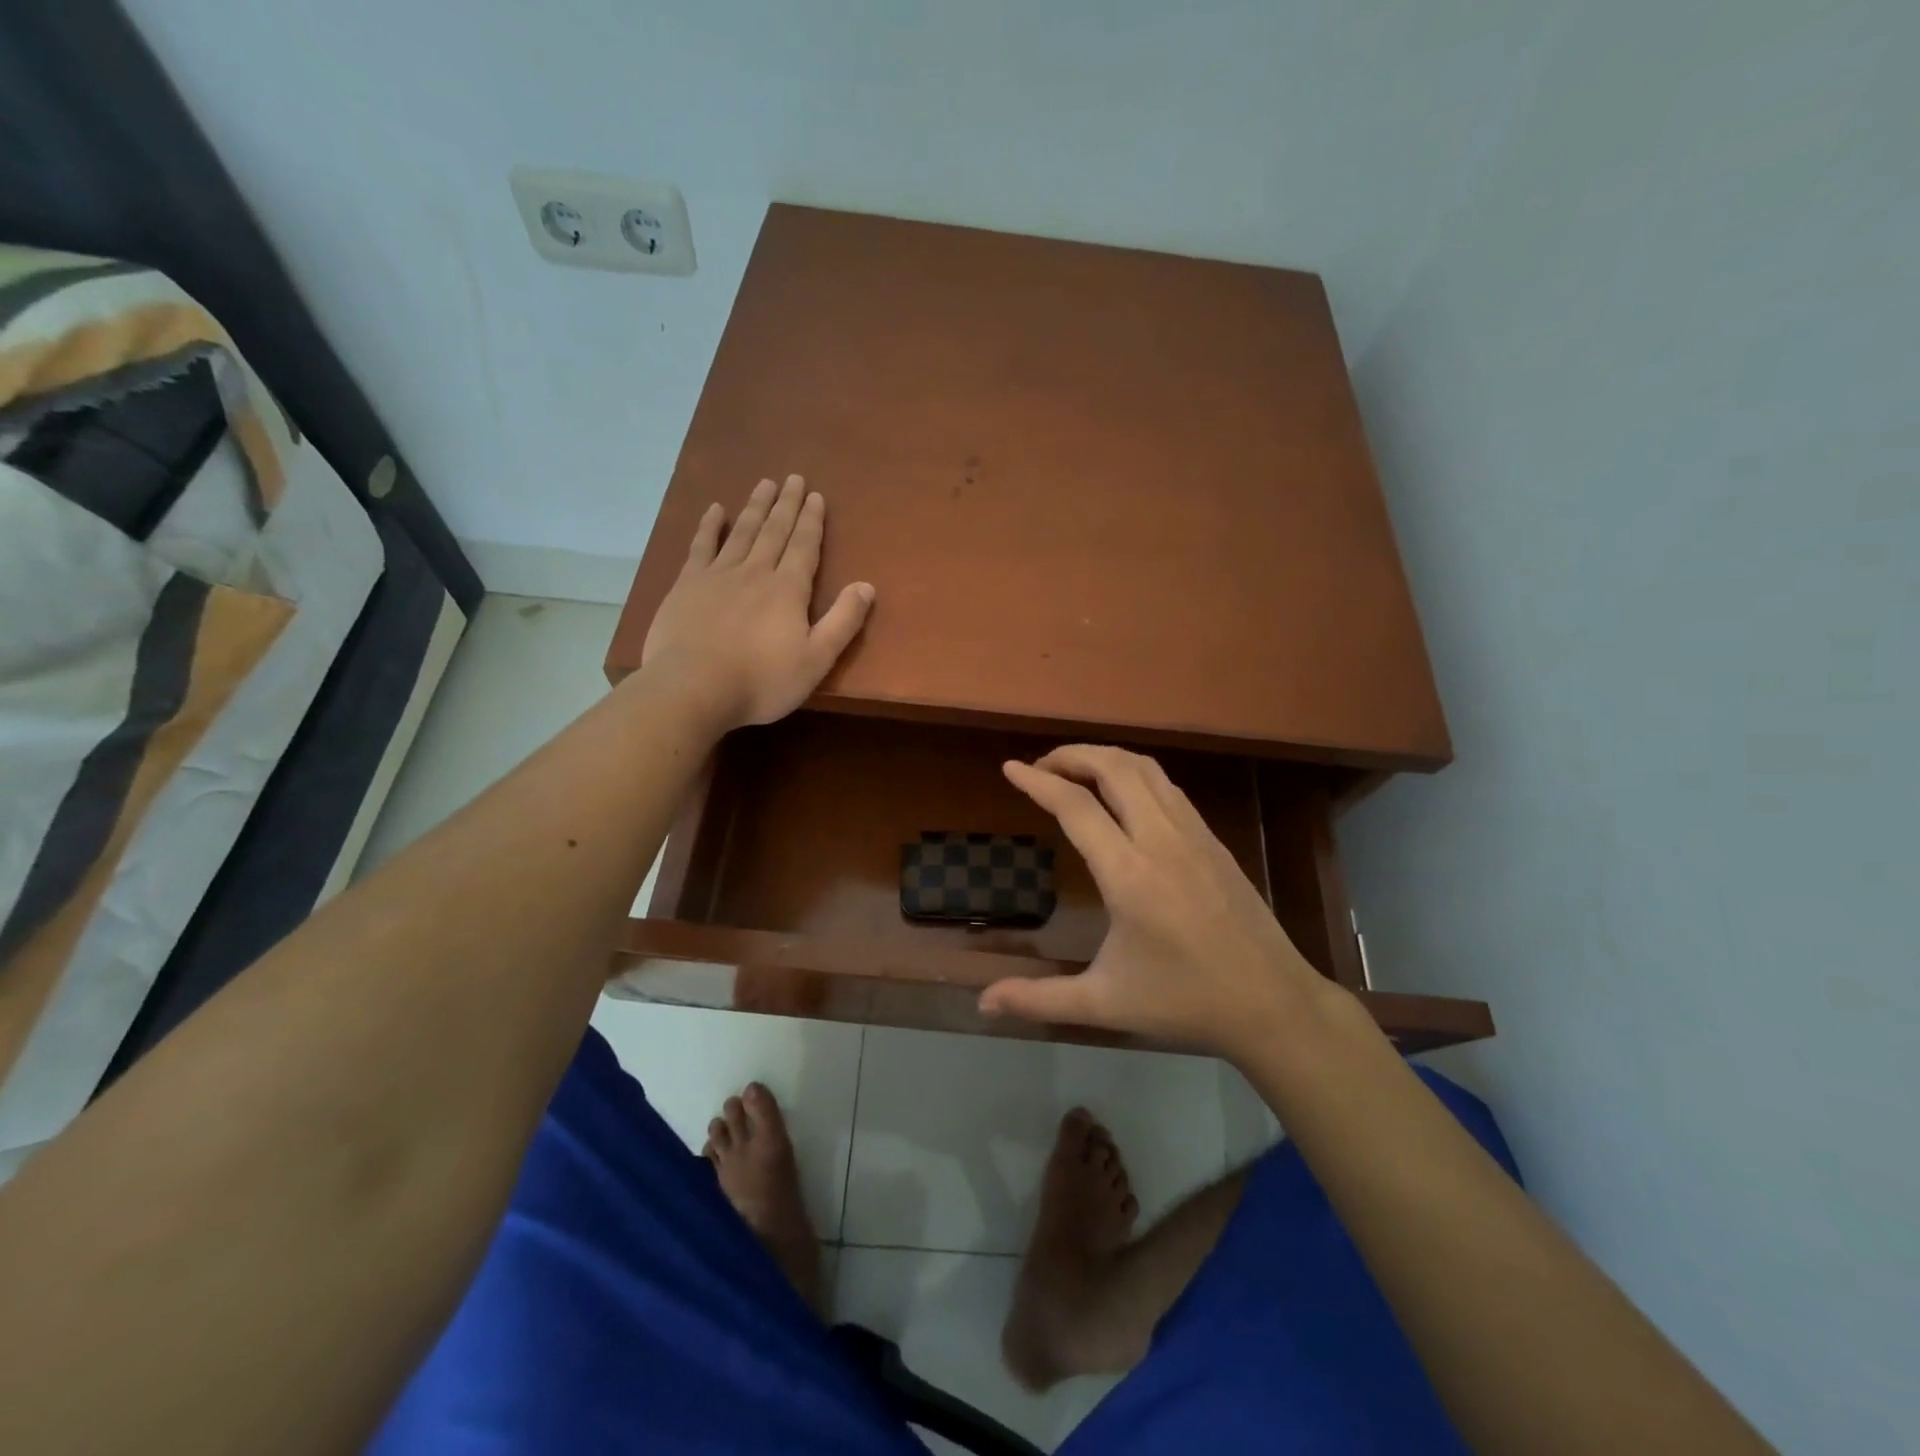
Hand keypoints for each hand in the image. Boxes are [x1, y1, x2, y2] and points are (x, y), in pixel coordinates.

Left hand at [642, 475, 874, 729]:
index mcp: (788, 590)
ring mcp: (718, 575)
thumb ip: (843, 622)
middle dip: (787, 505)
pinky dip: (709, 526)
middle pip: (775, 531)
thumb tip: (867, 586)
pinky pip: (701, 546)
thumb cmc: (761, 681)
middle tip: (794, 478)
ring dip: (755, 507)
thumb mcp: (816, 660)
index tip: (816, 496)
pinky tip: (715, 509)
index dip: (812, 521)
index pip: (805, 547)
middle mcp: (756, 572)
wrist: (693, 688)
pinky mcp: (687, 585)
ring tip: (765, 483)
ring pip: (742, 532)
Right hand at [980, 745, 1332, 1059]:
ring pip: (1145, 769)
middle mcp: (1161, 840)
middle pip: (1113, 768)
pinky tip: (1123, 793)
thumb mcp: (1104, 1003)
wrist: (1272, 1003)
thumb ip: (1038, 999)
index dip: (1037, 781)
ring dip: (1104, 758)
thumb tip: (982, 1003)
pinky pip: (1167, 787)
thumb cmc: (1184, 1002)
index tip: (1010, 768)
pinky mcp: (1213, 839)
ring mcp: (1193, 834)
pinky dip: (1134, 773)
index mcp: (1129, 874)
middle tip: (1040, 766)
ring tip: (1075, 769)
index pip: (1075, 807)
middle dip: (1071, 755)